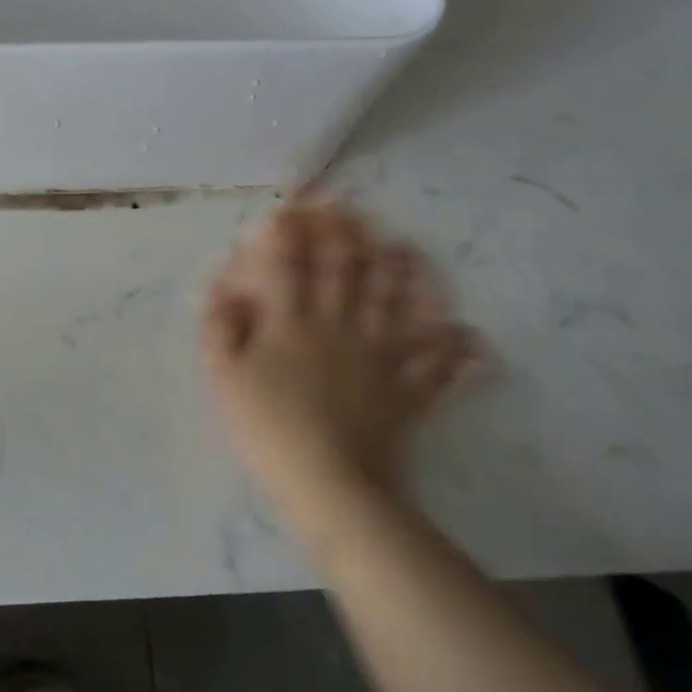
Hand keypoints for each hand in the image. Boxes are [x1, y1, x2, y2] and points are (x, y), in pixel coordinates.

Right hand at [203, 200, 481, 535]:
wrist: (329, 485)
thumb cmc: (268, 427)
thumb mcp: (223, 376)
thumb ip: (220, 327)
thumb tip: (226, 288)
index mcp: (292, 321)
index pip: (290, 264)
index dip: (290, 231)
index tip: (292, 206)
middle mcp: (339, 326)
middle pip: (345, 270)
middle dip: (345, 234)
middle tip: (349, 208)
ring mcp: (380, 356)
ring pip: (394, 302)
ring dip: (399, 271)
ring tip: (403, 246)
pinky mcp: (407, 391)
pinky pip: (438, 365)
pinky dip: (456, 349)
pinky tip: (471, 335)